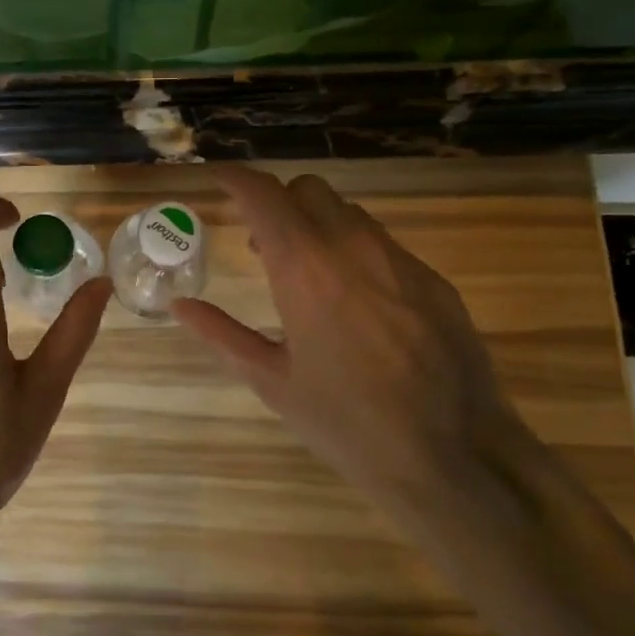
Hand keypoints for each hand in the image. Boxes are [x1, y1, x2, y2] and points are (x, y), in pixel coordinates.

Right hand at [171, 168, 522, 508]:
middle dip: (278, 201)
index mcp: (304, 268)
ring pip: (349, 212)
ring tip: (307, 272)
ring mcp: (399, 260)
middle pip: (308, 190)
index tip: (219, 179)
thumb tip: (180, 305)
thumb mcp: (272, 381)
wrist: (453, 456)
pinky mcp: (433, 280)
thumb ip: (221, 334)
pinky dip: (355, 250)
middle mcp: (352, 248)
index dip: (236, 178)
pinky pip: (383, 244)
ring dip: (317, 224)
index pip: (264, 195)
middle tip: (261, 241)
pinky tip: (356, 302)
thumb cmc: (346, 422)